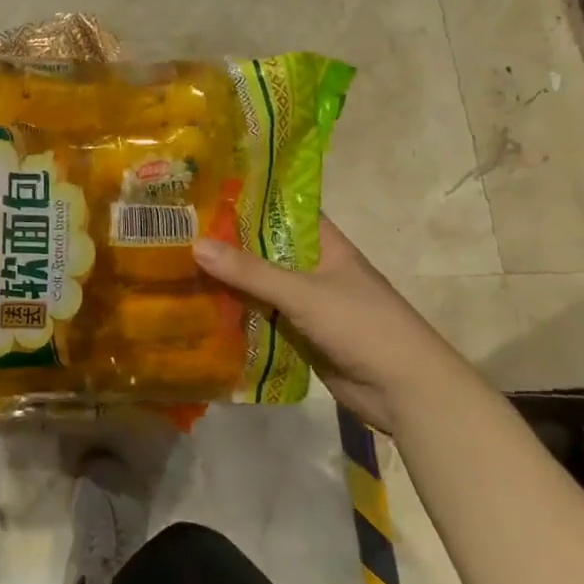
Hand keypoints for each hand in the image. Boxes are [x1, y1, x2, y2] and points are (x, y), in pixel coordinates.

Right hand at [192, 217, 477, 429]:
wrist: (405, 392)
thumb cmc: (362, 326)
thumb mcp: (303, 293)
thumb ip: (251, 272)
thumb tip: (195, 245)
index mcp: (326, 246)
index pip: (285, 211)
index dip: (251, 200)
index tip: (208, 191)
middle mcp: (315, 269)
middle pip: (266, 249)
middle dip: (229, 242)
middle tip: (180, 230)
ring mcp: (308, 304)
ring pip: (261, 285)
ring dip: (230, 281)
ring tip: (178, 265)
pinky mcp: (301, 335)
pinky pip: (263, 317)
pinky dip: (238, 314)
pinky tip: (201, 309)